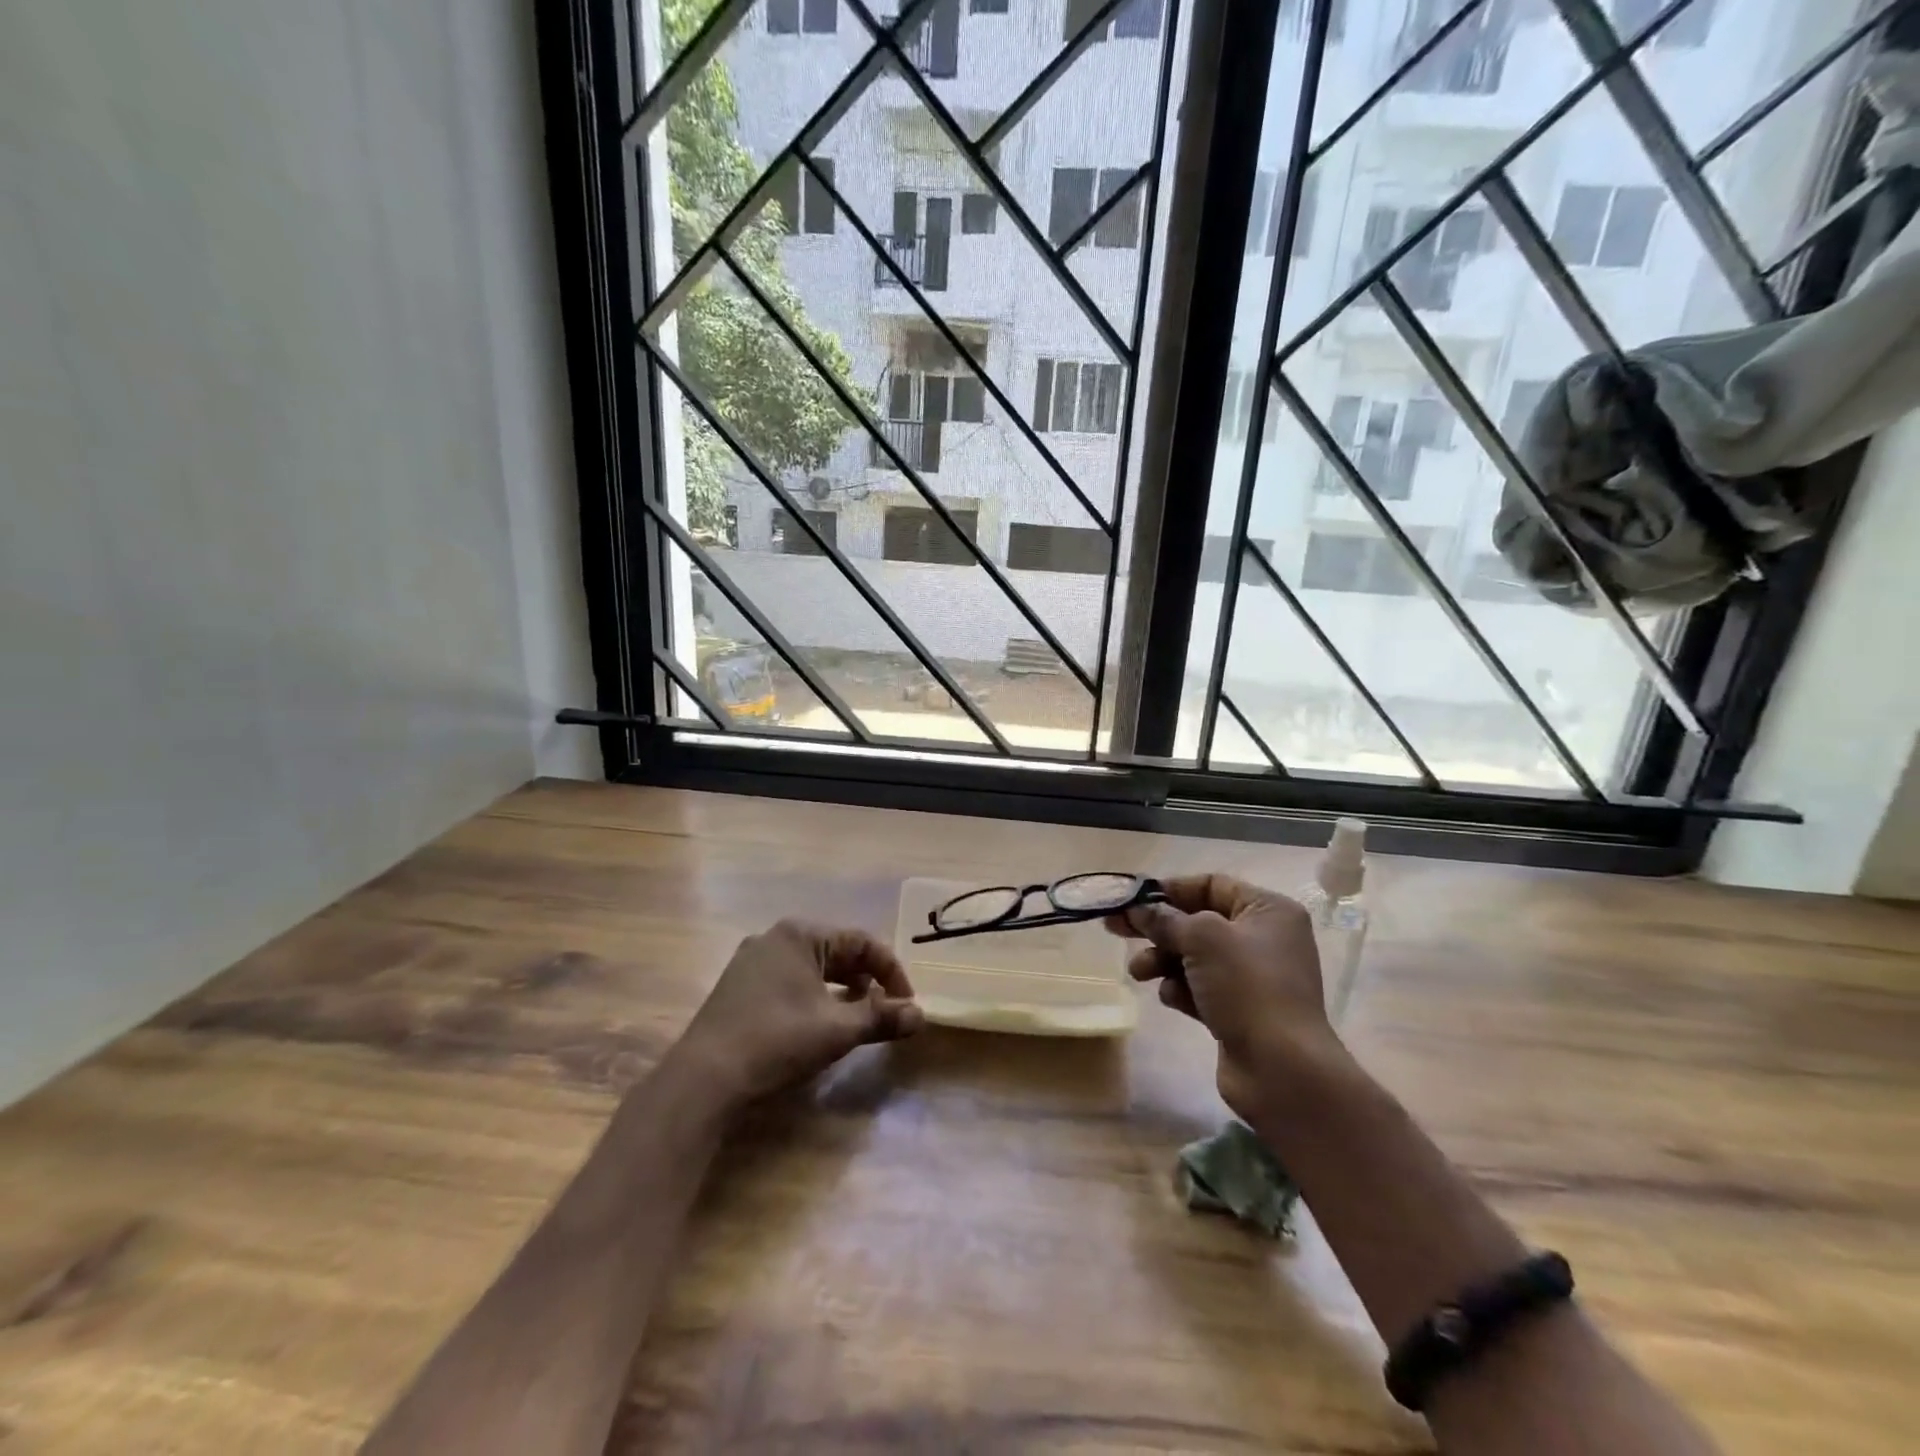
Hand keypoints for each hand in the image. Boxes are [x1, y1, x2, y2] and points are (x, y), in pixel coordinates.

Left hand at [680, 920, 922, 1106]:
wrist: (703, 1078)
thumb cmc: (777, 1040)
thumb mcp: (837, 1029)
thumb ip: (881, 1018)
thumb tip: (921, 1015)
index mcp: (800, 934)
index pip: (862, 942)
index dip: (891, 971)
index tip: (907, 1003)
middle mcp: (775, 938)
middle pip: (837, 951)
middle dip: (867, 980)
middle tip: (887, 1010)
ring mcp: (752, 961)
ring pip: (813, 967)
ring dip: (842, 989)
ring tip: (859, 1017)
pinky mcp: (739, 987)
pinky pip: (790, 980)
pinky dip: (814, 996)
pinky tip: (820, 1022)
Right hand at [1109, 874, 1337, 1116]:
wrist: (1282, 1070)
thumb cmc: (1247, 988)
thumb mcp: (1202, 939)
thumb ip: (1165, 919)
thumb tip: (1137, 909)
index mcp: (1267, 910)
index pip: (1211, 885)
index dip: (1170, 889)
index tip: (1132, 899)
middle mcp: (1263, 939)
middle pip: (1197, 922)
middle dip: (1157, 928)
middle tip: (1115, 929)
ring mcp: (1251, 978)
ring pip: (1193, 957)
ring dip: (1162, 961)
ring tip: (1139, 973)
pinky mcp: (1239, 1011)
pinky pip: (1199, 988)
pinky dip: (1181, 989)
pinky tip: (1173, 999)